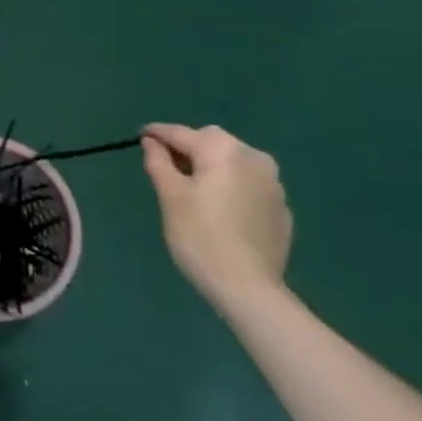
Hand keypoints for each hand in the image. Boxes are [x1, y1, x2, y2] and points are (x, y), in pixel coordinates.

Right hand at [141, 123, 292, 316]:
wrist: (249, 287)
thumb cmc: (200, 237)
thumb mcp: (171, 197)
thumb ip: (159, 163)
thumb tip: (152, 142)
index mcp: (224, 151)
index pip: (183, 134)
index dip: (159, 133)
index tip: (140, 135)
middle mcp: (254, 158)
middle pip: (213, 141)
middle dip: (189, 147)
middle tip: (166, 165)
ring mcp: (273, 183)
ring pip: (234, 160)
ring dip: (212, 165)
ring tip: (192, 186)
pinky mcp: (281, 207)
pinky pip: (249, 183)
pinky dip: (231, 185)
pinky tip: (220, 208)